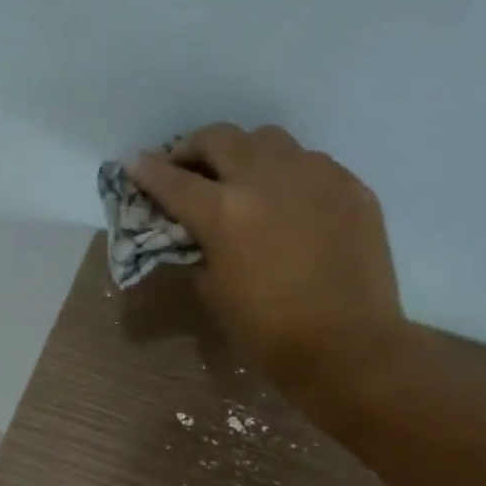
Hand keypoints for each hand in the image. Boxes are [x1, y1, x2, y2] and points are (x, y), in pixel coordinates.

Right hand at [130, 123, 417, 400]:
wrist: (348, 347)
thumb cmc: (268, 332)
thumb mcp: (214, 293)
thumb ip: (199, 250)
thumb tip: (195, 233)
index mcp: (225, 212)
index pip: (173, 180)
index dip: (147, 170)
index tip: (135, 162)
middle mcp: (267, 178)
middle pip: (220, 138)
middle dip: (194, 148)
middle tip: (188, 167)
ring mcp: (315, 175)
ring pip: (269, 140)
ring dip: (244, 153)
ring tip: (242, 178)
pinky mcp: (350, 186)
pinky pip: (310, 164)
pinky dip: (287, 174)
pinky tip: (289, 203)